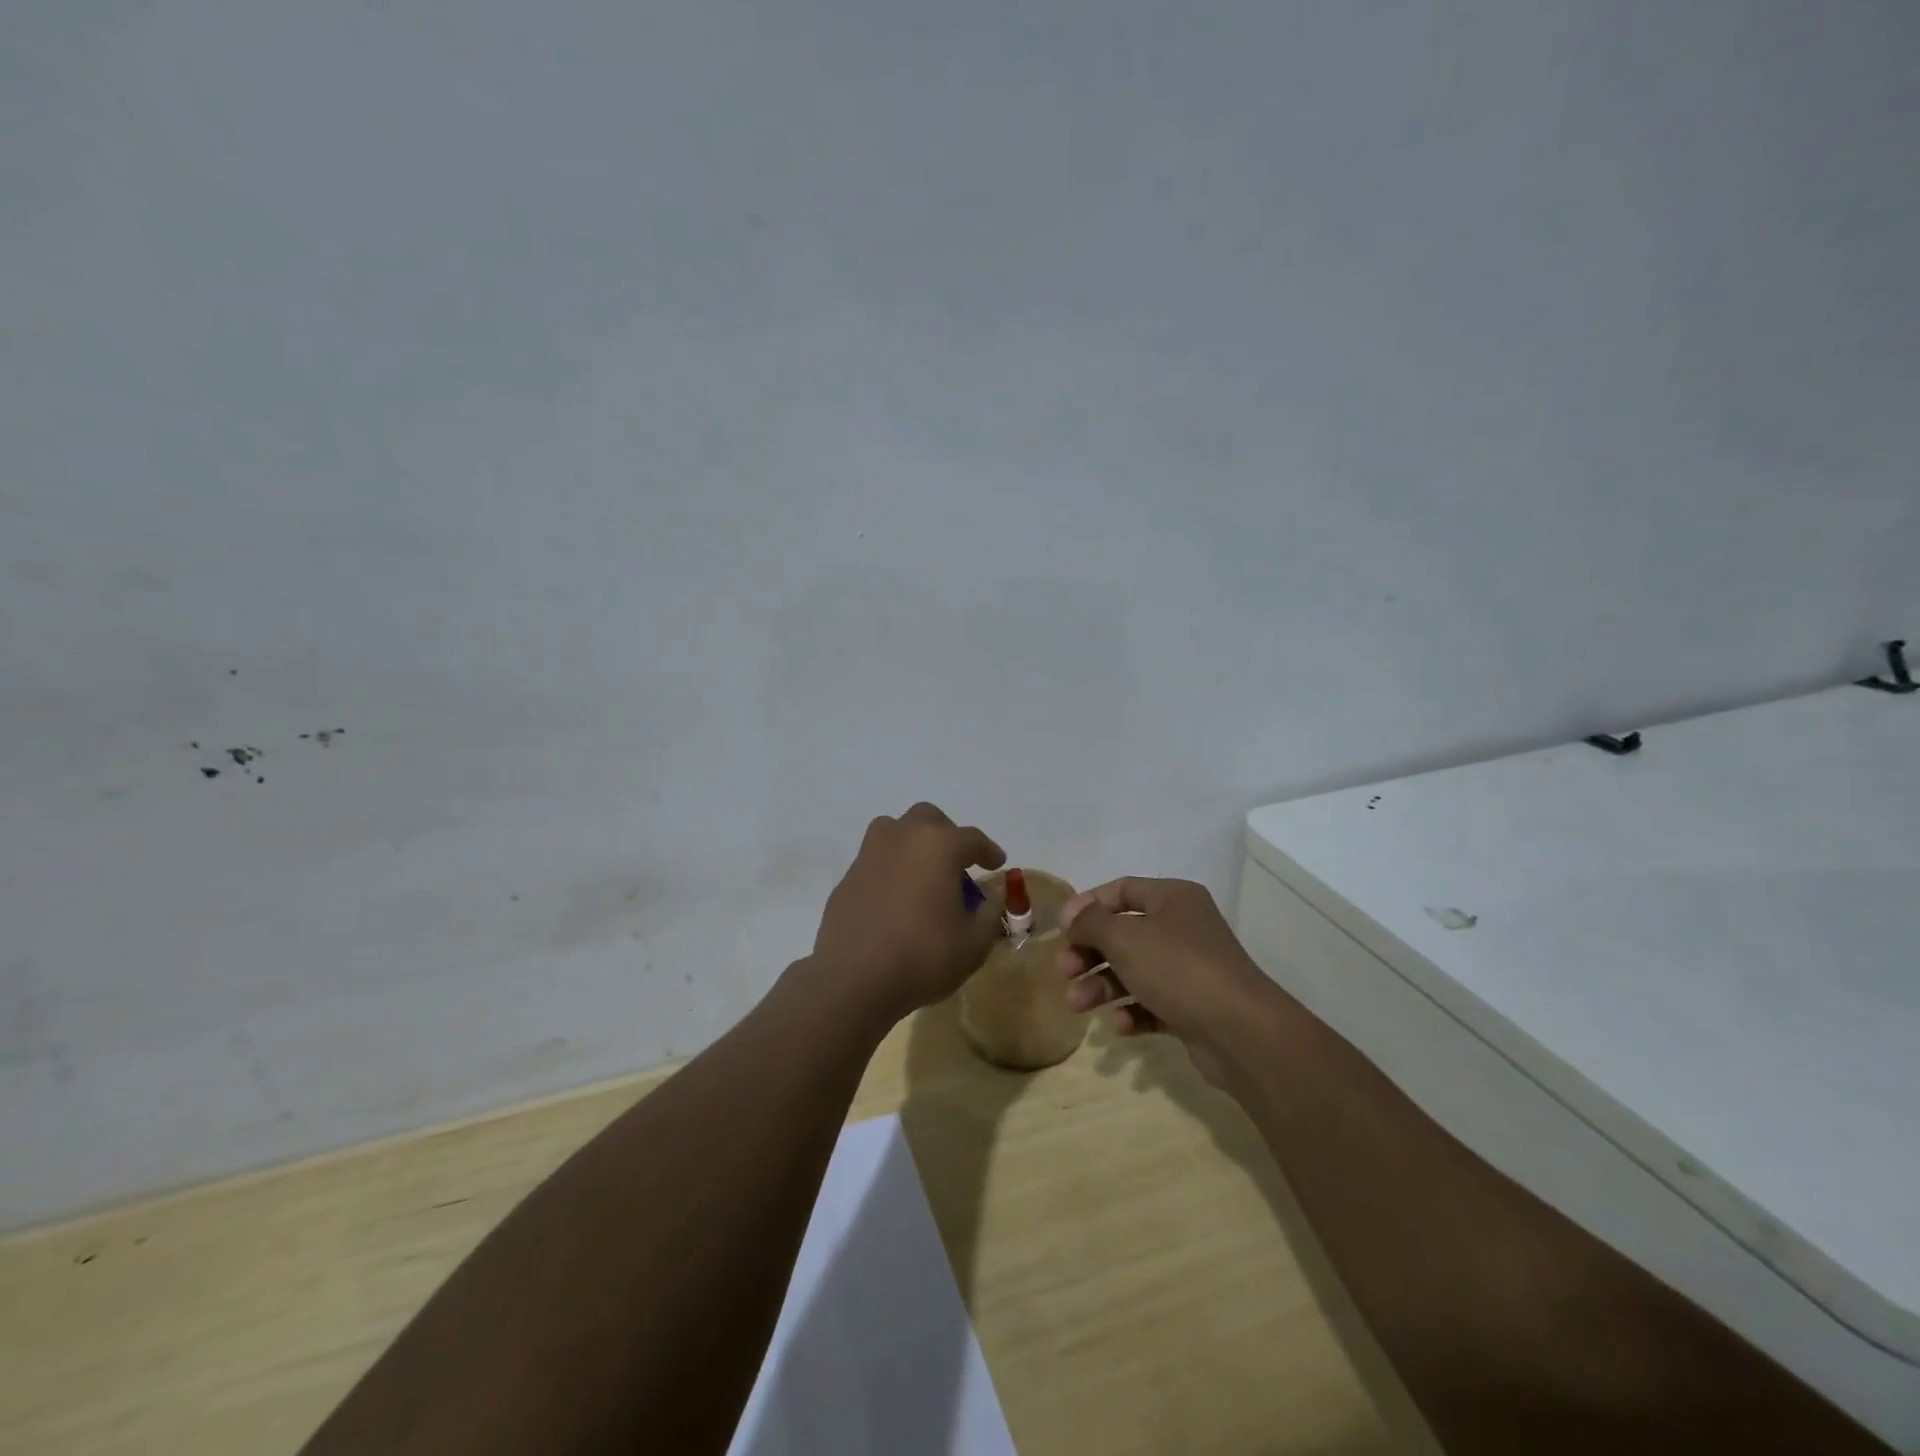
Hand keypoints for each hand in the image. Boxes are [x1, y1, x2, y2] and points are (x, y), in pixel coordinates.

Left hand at [808, 802, 1005, 1029]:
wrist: (853, 979)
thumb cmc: (923, 956)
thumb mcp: (974, 942)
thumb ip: (990, 912)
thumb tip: (991, 896)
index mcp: (938, 845)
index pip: (972, 838)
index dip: (988, 850)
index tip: (997, 863)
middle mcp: (902, 838)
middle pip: (928, 819)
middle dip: (947, 835)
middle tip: (957, 865)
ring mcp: (869, 855)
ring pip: (894, 831)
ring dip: (913, 844)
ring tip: (923, 875)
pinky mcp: (847, 878)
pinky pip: (875, 862)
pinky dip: (890, 870)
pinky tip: (896, 900)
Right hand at [1056, 877, 1277, 1086]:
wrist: (1239, 1031)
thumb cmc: (1177, 967)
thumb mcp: (1124, 936)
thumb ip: (1090, 923)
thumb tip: (1073, 919)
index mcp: (1173, 898)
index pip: (1122, 889)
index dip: (1088, 905)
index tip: (1061, 929)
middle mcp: (1183, 928)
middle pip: (1123, 933)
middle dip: (1090, 952)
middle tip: (1065, 971)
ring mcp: (1190, 969)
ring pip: (1134, 970)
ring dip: (1102, 985)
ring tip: (1077, 1005)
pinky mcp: (1192, 1007)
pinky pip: (1152, 1003)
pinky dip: (1131, 1011)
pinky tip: (1120, 1025)